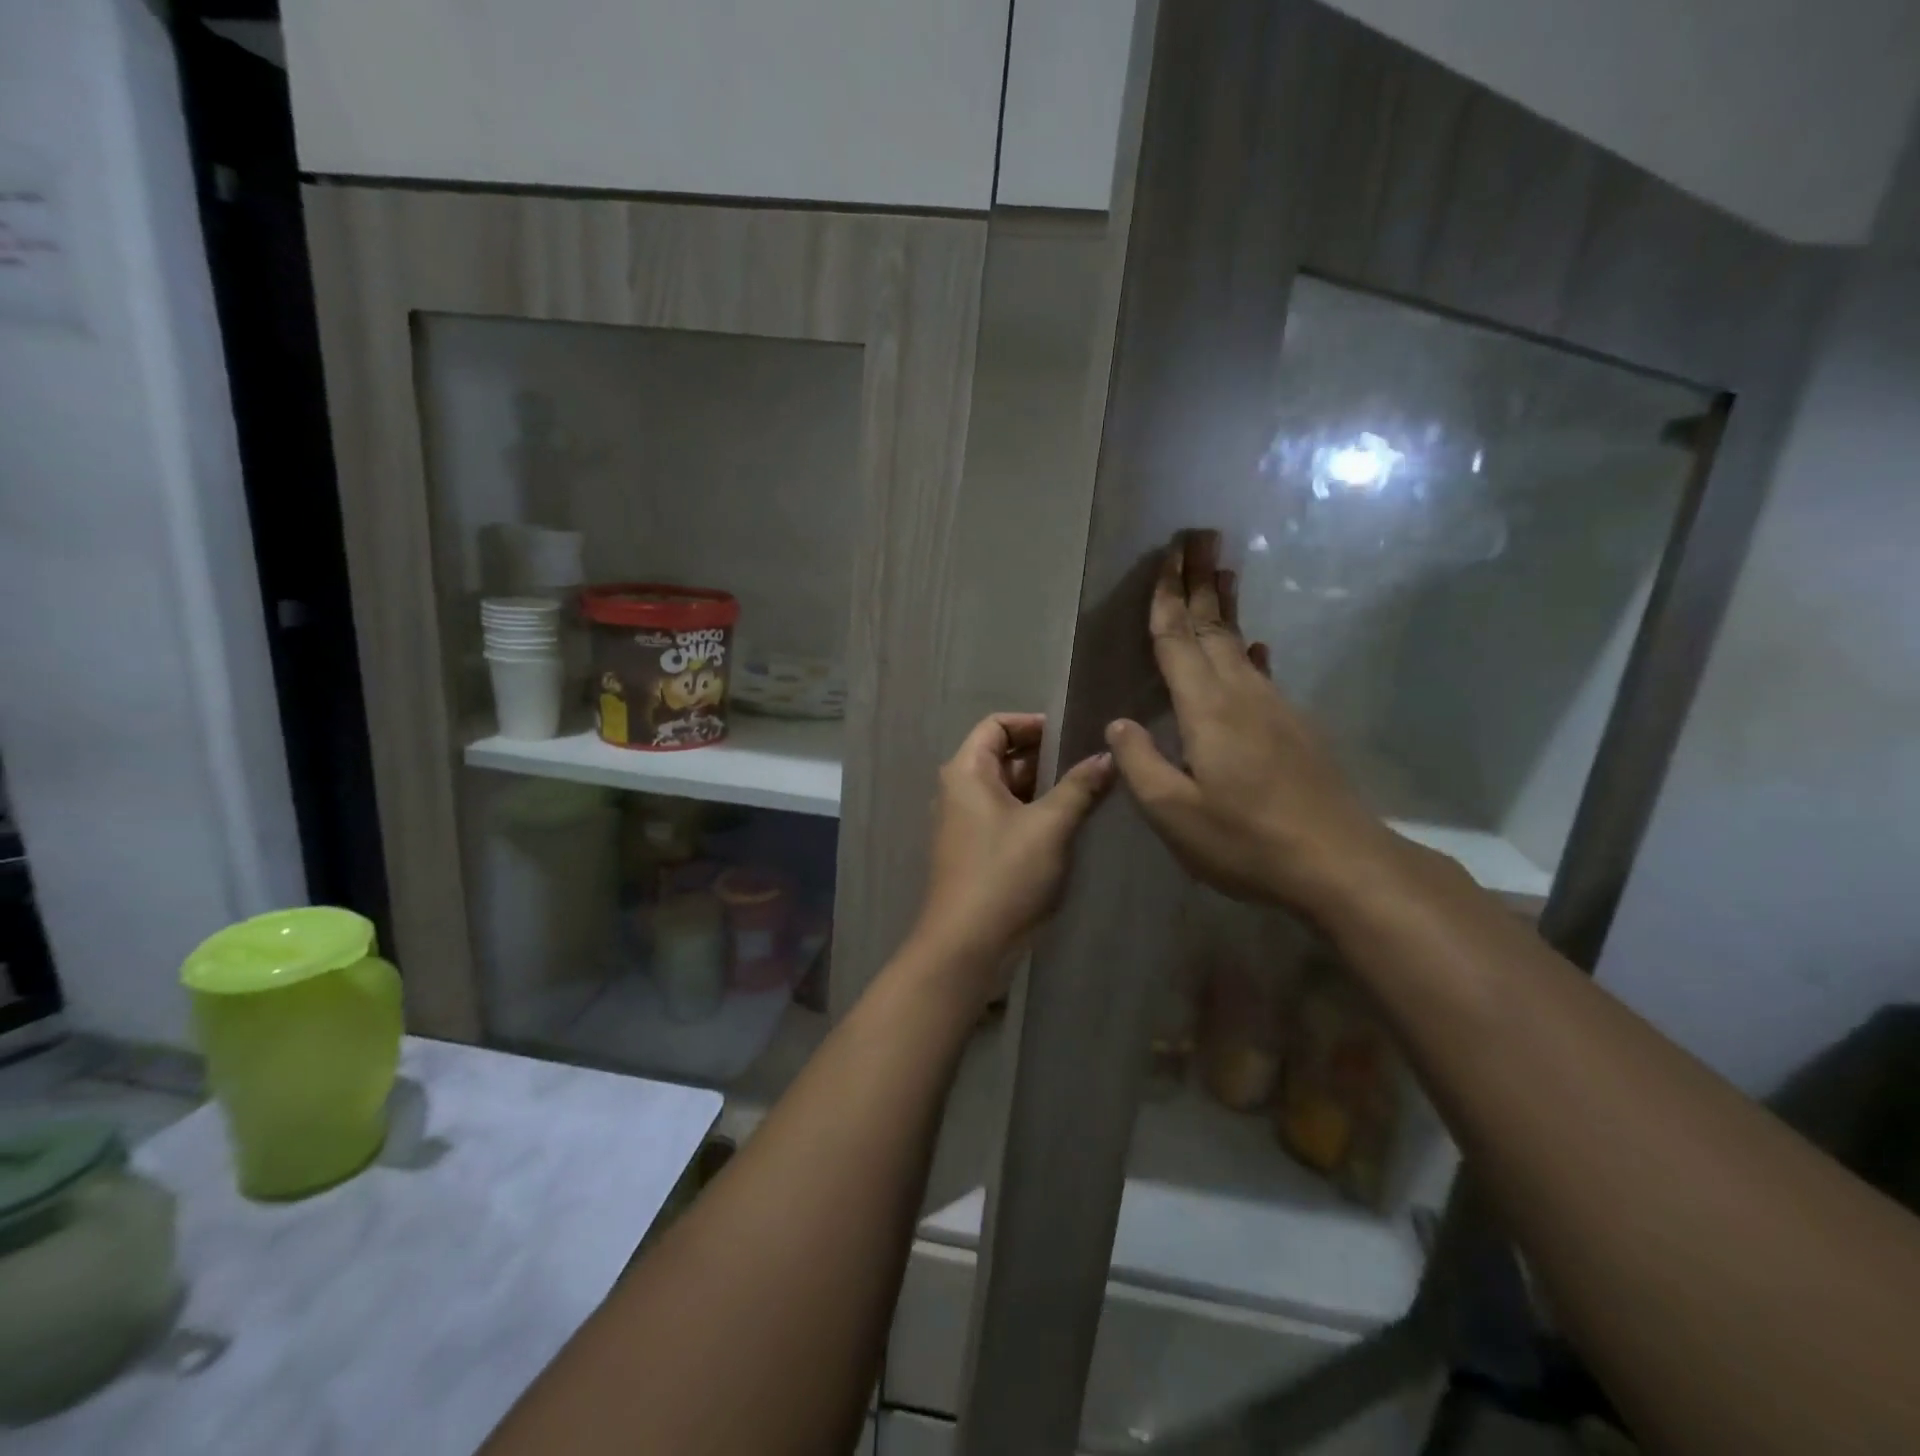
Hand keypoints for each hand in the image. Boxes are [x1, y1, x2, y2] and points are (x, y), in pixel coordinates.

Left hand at [914, 713, 1114, 983]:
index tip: (1072, 735)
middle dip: (1046, 756)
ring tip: (1089, 790)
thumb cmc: (1004, 874)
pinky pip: (1006, 816)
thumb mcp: (1049, 826)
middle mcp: (959, 790)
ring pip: (1007, 789)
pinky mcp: (976, 851)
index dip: (1033, 724)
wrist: (967, 946)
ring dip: (1044, 787)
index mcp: (966, 771)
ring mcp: (965, 823)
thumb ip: (1079, 786)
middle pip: (1002, 755)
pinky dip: (1034, 812)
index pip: (996, 724)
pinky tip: (1069, 823)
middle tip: (1090, 763)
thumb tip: (1106, 755)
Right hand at [1104, 531, 1401, 909]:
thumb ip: (1140, 764)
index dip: (1167, 599)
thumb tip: (1117, 723)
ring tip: (1223, 572)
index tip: (1165, 557)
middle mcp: (1242, 696)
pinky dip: (1250, 650)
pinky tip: (1255, 647)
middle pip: (1214, 627)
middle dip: (1200, 581)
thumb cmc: (1247, 841)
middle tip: (1194, 537)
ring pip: (1240, 644)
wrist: (1341, 865)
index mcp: (1206, 710)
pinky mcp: (1295, 729)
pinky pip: (1262, 674)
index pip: (1178, 641)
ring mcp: (1275, 709)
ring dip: (1227, 606)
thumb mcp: (1175, 813)